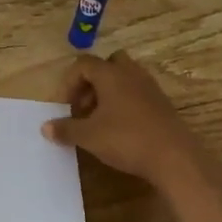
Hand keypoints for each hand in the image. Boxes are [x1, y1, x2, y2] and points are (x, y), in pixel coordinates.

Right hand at [42, 51, 201, 184]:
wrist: (175, 157)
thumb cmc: (126, 139)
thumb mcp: (89, 136)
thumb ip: (66, 129)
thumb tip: (45, 128)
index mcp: (110, 74)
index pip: (83, 64)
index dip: (68, 82)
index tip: (64, 107)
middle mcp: (131, 73)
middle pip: (107, 64)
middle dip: (91, 83)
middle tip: (83, 107)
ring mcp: (150, 87)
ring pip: (124, 79)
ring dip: (108, 94)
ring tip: (99, 120)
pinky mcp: (162, 104)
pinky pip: (137, 93)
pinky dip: (124, 104)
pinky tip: (120, 129)